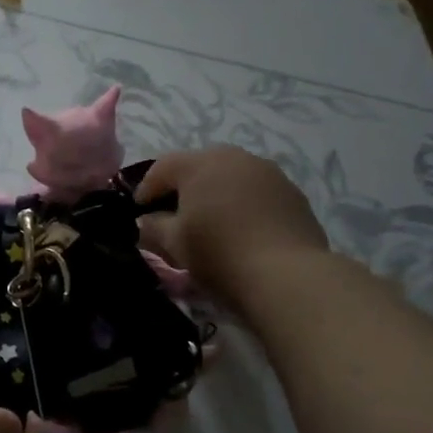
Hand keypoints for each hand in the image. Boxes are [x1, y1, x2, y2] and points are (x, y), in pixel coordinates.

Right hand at [136, 147, 332, 309]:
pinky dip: (243, 205)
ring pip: (230, 177)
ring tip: (211, 222)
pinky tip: (242, 230)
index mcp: (200, 163)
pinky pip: (256, 192)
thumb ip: (153, 227)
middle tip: (174, 214)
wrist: (287, 275)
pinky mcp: (292, 193)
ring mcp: (268, 172)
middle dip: (183, 188)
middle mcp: (235, 157)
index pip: (162, 167)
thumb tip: (146, 221)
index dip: (146, 189)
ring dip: (216, 194)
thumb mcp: (174, 244)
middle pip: (198, 167)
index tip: (139, 211)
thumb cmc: (219, 254)